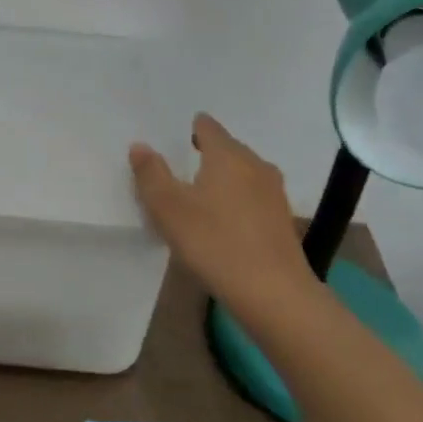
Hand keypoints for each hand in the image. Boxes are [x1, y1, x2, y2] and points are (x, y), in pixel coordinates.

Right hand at [129, 114, 313, 305]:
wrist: (274, 294)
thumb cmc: (215, 242)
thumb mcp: (169, 208)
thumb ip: (151, 173)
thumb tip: (140, 145)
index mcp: (228, 155)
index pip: (207, 127)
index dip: (189, 129)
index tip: (171, 142)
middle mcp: (255, 165)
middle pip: (226, 149)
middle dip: (204, 155)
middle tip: (178, 171)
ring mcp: (273, 193)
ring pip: (241, 174)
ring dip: (221, 180)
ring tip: (197, 197)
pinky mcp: (282, 220)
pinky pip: (252, 198)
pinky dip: (236, 202)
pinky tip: (222, 223)